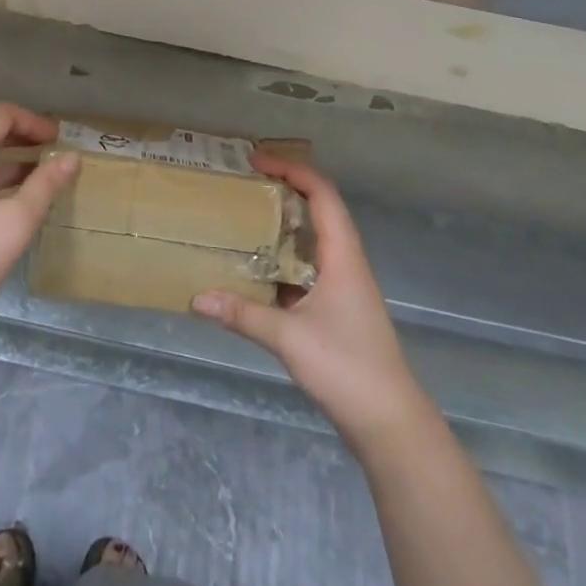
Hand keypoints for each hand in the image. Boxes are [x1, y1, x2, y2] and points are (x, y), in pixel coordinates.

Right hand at [191, 154, 426, 446]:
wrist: (390, 423)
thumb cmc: (346, 367)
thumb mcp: (288, 337)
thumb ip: (242, 314)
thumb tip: (196, 298)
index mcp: (343, 255)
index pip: (322, 194)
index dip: (292, 170)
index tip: (257, 162)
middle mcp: (347, 262)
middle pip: (321, 209)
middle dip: (286, 189)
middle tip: (247, 184)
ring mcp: (346, 286)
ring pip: (315, 239)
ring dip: (286, 223)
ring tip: (247, 217)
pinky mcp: (340, 309)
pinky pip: (310, 266)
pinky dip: (286, 257)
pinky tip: (258, 270)